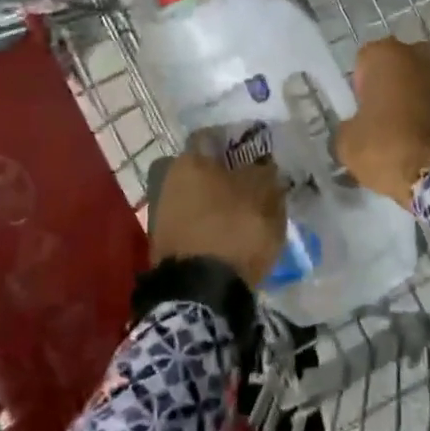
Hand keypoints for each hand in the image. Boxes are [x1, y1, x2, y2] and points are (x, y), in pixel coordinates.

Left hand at [148, 152, 287, 287]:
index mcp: (191, 159)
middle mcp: (169, 178)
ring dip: (220, 203)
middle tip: (256, 187)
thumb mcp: (265, 197)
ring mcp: (163, 212)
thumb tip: (264, 164)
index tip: (258, 155)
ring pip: (200, 197)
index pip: (215, 138)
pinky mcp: (166, 242)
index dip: (239, 144)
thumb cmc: (234, 230)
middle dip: (229, 176)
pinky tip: (232, 237)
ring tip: (248, 217)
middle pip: (205, 169)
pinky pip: (195, 223)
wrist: (200, 292)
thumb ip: (266, 173)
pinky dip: (212, 226)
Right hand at [339, 38, 429, 207]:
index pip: (365, 62)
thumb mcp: (347, 143)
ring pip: (428, 81)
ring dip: (421, 98)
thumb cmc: (389, 149)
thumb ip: (350, 124)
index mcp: (386, 55)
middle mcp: (423, 53)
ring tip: (415, 132)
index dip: (362, 87)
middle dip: (395, 86)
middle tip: (388, 120)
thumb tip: (359, 126)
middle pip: (400, 66)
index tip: (364, 112)